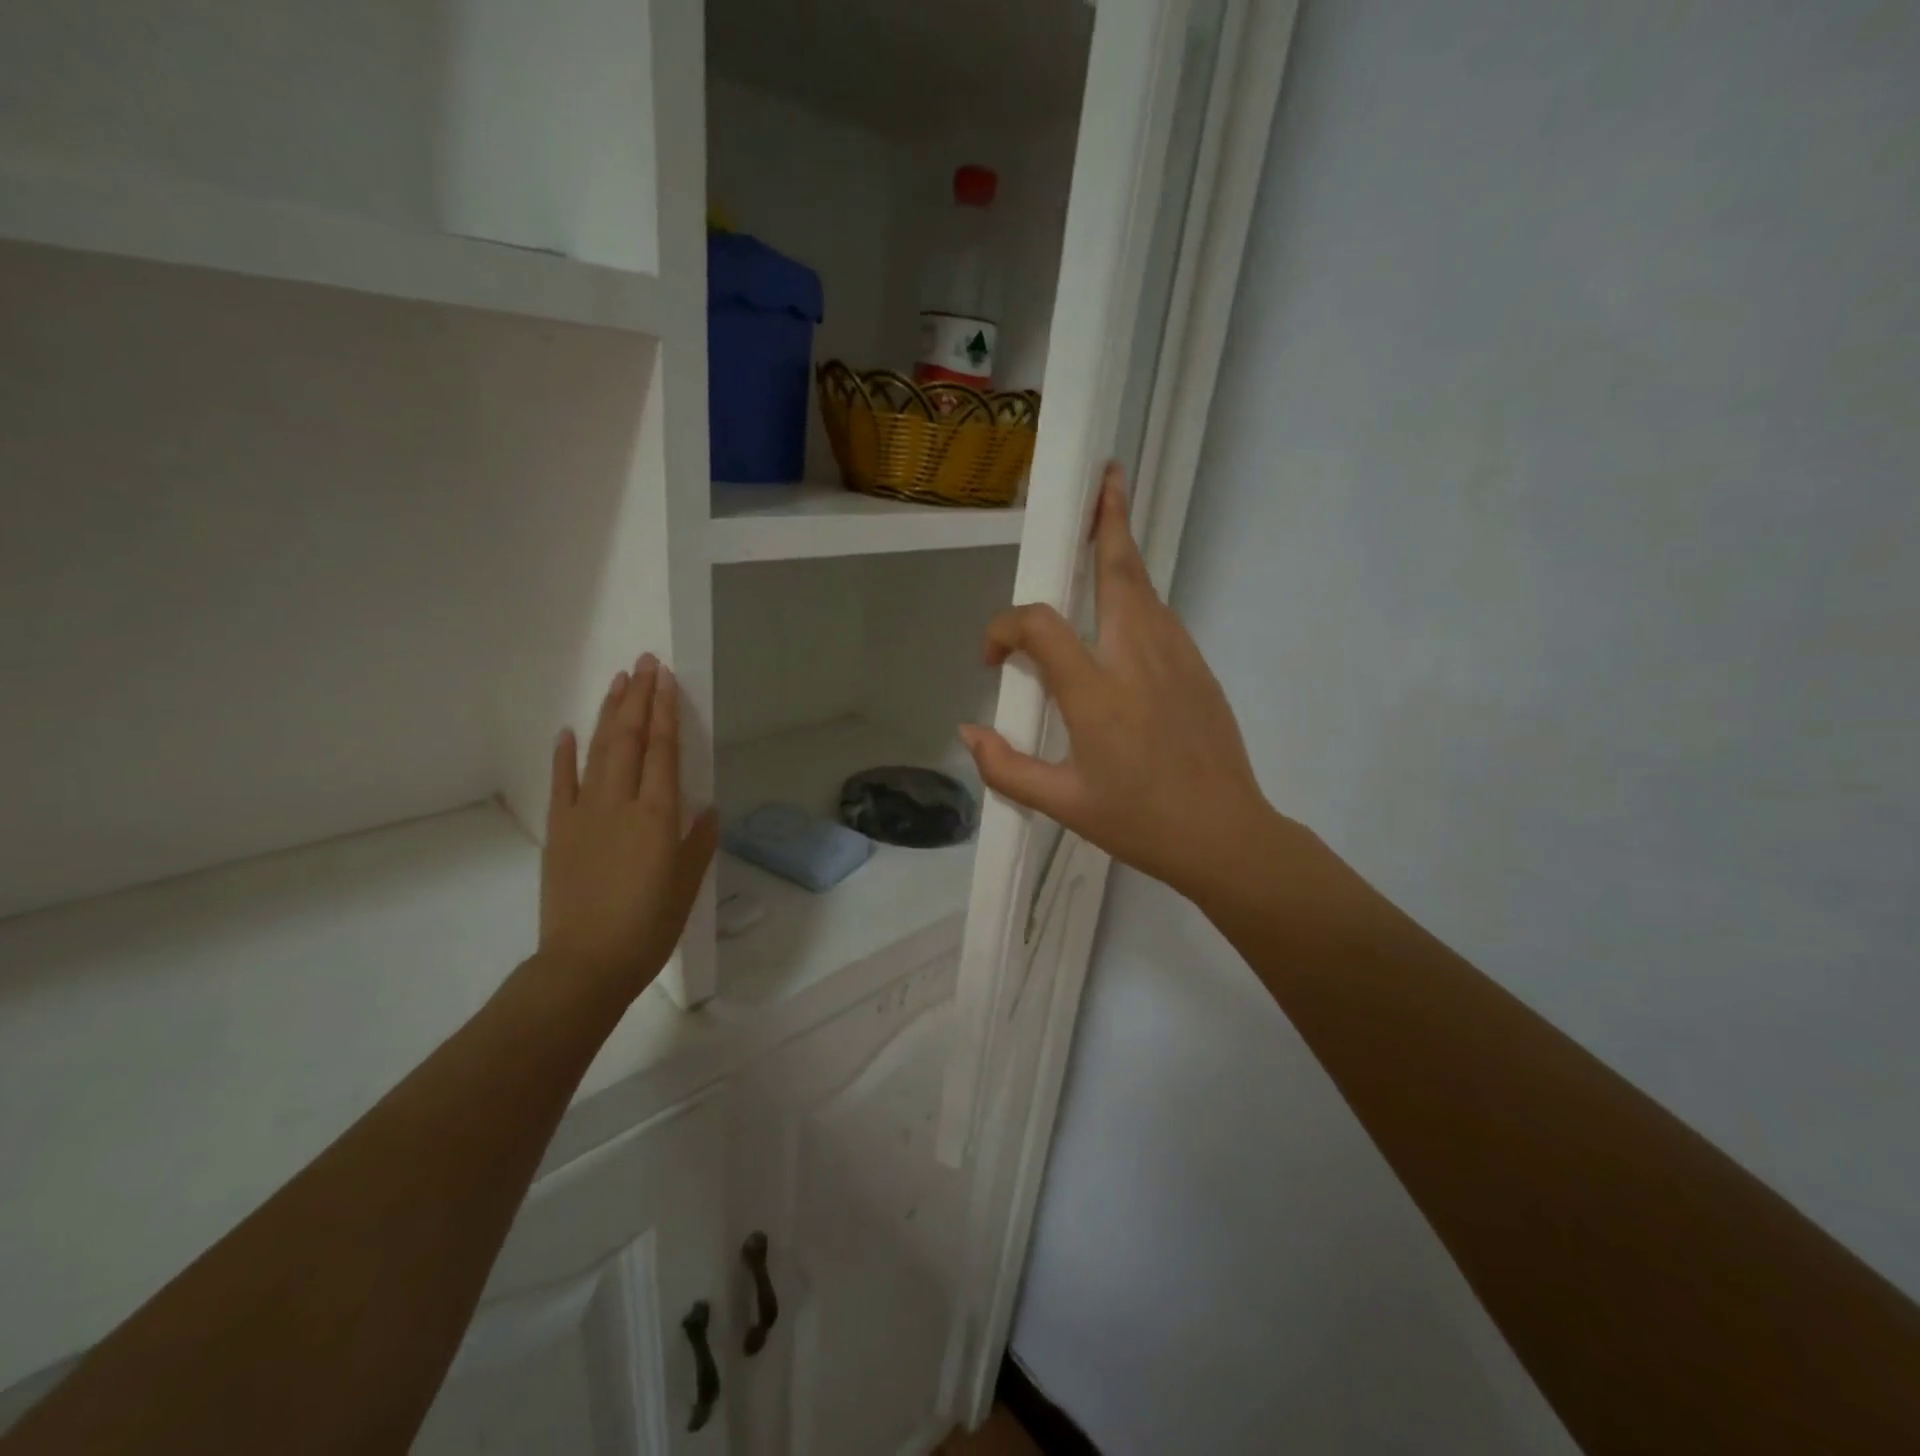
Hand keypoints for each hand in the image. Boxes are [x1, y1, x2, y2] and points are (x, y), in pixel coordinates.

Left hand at [540, 654, 718, 1003]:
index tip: (666, 679)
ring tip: (618, 682)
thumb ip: (698, 841)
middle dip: (638, 698)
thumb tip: (707, 807)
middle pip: (629, 739)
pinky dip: (565, 755)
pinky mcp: (559, 831)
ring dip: (608, 714)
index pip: (663, 750)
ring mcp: (584, 813)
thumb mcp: (687, 885)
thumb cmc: (648, 927)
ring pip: (597, 751)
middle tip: (644, 663)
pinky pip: (561, 783)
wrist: (584, 964)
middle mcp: (620, 803)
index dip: (665, 711)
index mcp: (657, 816)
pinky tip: (569, 731)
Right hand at [959, 462, 1276, 903]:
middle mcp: (1136, 659)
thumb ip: (1006, 768)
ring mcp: (1176, 658)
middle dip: (1108, 521)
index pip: (1040, 626)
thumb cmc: (1139, 822)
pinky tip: (1123, 608)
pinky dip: (1137, 595)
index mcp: (1096, 693)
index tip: (993, 658)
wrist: (1225, 836)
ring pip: (1144, 588)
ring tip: (1108, 520)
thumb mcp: (1062, 804)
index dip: (1004, 628)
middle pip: (1118, 573)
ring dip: (1123, 552)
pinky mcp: (1198, 669)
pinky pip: (1160, 617)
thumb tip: (969, 733)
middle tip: (1103, 478)